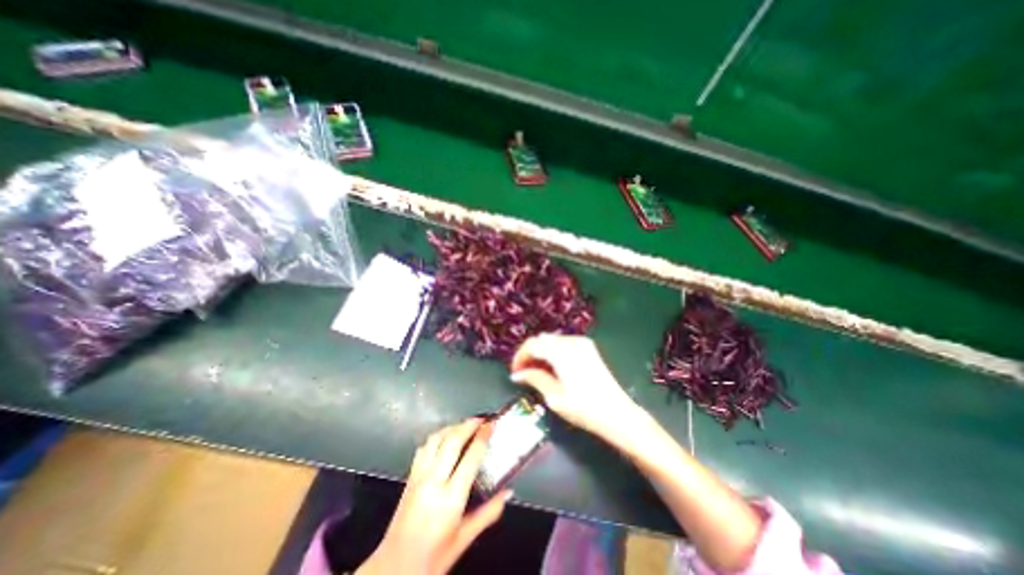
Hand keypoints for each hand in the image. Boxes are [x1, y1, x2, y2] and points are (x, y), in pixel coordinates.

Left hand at [358, 418, 512, 574]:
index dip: (483, 436)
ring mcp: (419, 476)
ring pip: (436, 439)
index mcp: (451, 498)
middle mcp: (434, 482)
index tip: (491, 425)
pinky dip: (436, 436)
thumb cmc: (433, 557)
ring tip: (465, 424)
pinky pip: (424, 447)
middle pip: (452, 441)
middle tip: (481, 419)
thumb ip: (489, 513)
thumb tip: (508, 493)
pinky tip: (443, 437)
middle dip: (469, 425)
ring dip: (452, 427)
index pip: (471, 457)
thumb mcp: (465, 538)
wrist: (393, 569)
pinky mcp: (410, 477)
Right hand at [507, 335, 636, 437]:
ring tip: (536, 372)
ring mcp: (582, 343)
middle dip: (530, 354)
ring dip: (541, 353)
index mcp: (560, 352)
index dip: (520, 357)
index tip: (515, 372)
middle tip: (523, 373)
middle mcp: (571, 341)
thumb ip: (534, 379)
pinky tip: (553, 368)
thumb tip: (517, 374)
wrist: (617, 414)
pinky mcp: (589, 348)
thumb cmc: (584, 408)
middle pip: (542, 340)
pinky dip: (553, 352)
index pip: (532, 345)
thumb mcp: (554, 396)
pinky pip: (564, 344)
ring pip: (552, 341)